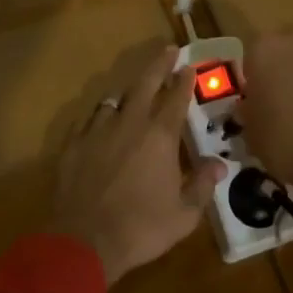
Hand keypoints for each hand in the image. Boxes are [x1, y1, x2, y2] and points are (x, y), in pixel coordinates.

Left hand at [51, 46, 225, 286]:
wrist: (84, 242)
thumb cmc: (142, 228)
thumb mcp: (184, 214)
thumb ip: (202, 185)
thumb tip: (219, 165)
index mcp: (160, 136)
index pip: (175, 98)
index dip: (184, 80)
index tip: (189, 66)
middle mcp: (129, 124)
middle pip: (144, 84)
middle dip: (158, 65)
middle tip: (167, 50)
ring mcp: (97, 132)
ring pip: (114, 99)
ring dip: (127, 90)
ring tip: (134, 86)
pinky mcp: (73, 146)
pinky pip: (88, 120)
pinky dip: (99, 115)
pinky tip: (100, 119)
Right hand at [238, 32, 292, 240]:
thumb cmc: (281, 137)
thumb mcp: (250, 132)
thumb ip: (248, 114)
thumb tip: (248, 111)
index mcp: (264, 50)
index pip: (249, 59)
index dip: (250, 81)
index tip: (249, 103)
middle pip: (281, 56)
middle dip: (277, 77)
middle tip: (271, 108)